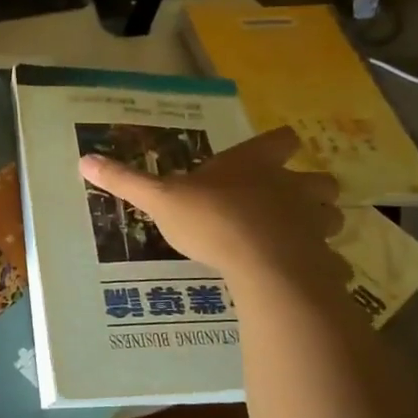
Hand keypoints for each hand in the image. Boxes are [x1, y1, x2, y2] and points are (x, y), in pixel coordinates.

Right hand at [80, 126, 349, 304]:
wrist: (264, 267)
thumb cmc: (213, 221)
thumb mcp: (161, 199)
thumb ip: (127, 181)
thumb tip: (84, 159)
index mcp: (256, 165)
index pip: (281, 140)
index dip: (277, 145)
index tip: (269, 153)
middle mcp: (292, 187)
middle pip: (319, 179)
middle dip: (309, 188)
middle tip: (287, 202)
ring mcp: (314, 224)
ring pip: (333, 217)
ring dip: (320, 224)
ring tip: (297, 238)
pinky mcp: (324, 260)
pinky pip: (331, 262)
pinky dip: (323, 267)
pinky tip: (306, 277)